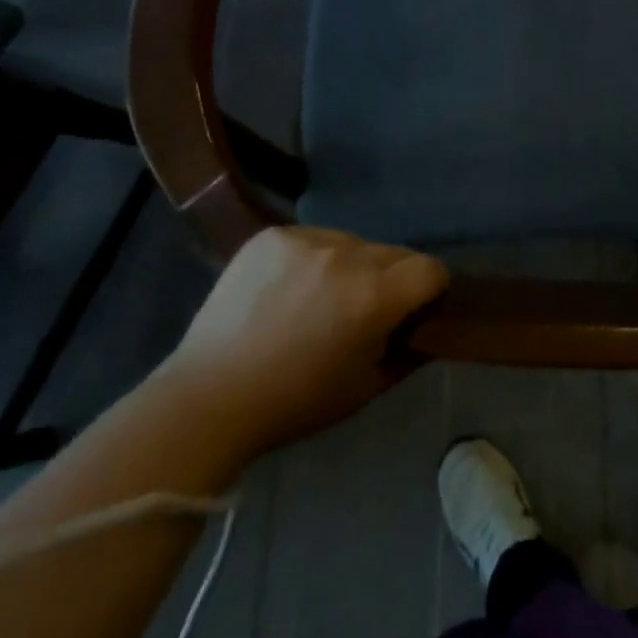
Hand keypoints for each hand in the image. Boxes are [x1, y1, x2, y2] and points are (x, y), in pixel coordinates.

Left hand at [160, 226, 448, 452]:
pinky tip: (287, 290)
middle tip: (363, 311)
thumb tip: (428, 329)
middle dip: (390, 278)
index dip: (430, 289)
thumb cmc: (293, 403)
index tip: (415, 309)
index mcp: (373, 296)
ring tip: (319, 300)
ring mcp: (307, 239)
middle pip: (393, 253)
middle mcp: (347, 255)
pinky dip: (312, 259)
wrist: (207, 399)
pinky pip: (313, 239)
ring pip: (353, 243)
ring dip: (350, 266)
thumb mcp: (364, 388)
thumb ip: (407, 353)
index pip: (430, 269)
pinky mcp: (274, 234)